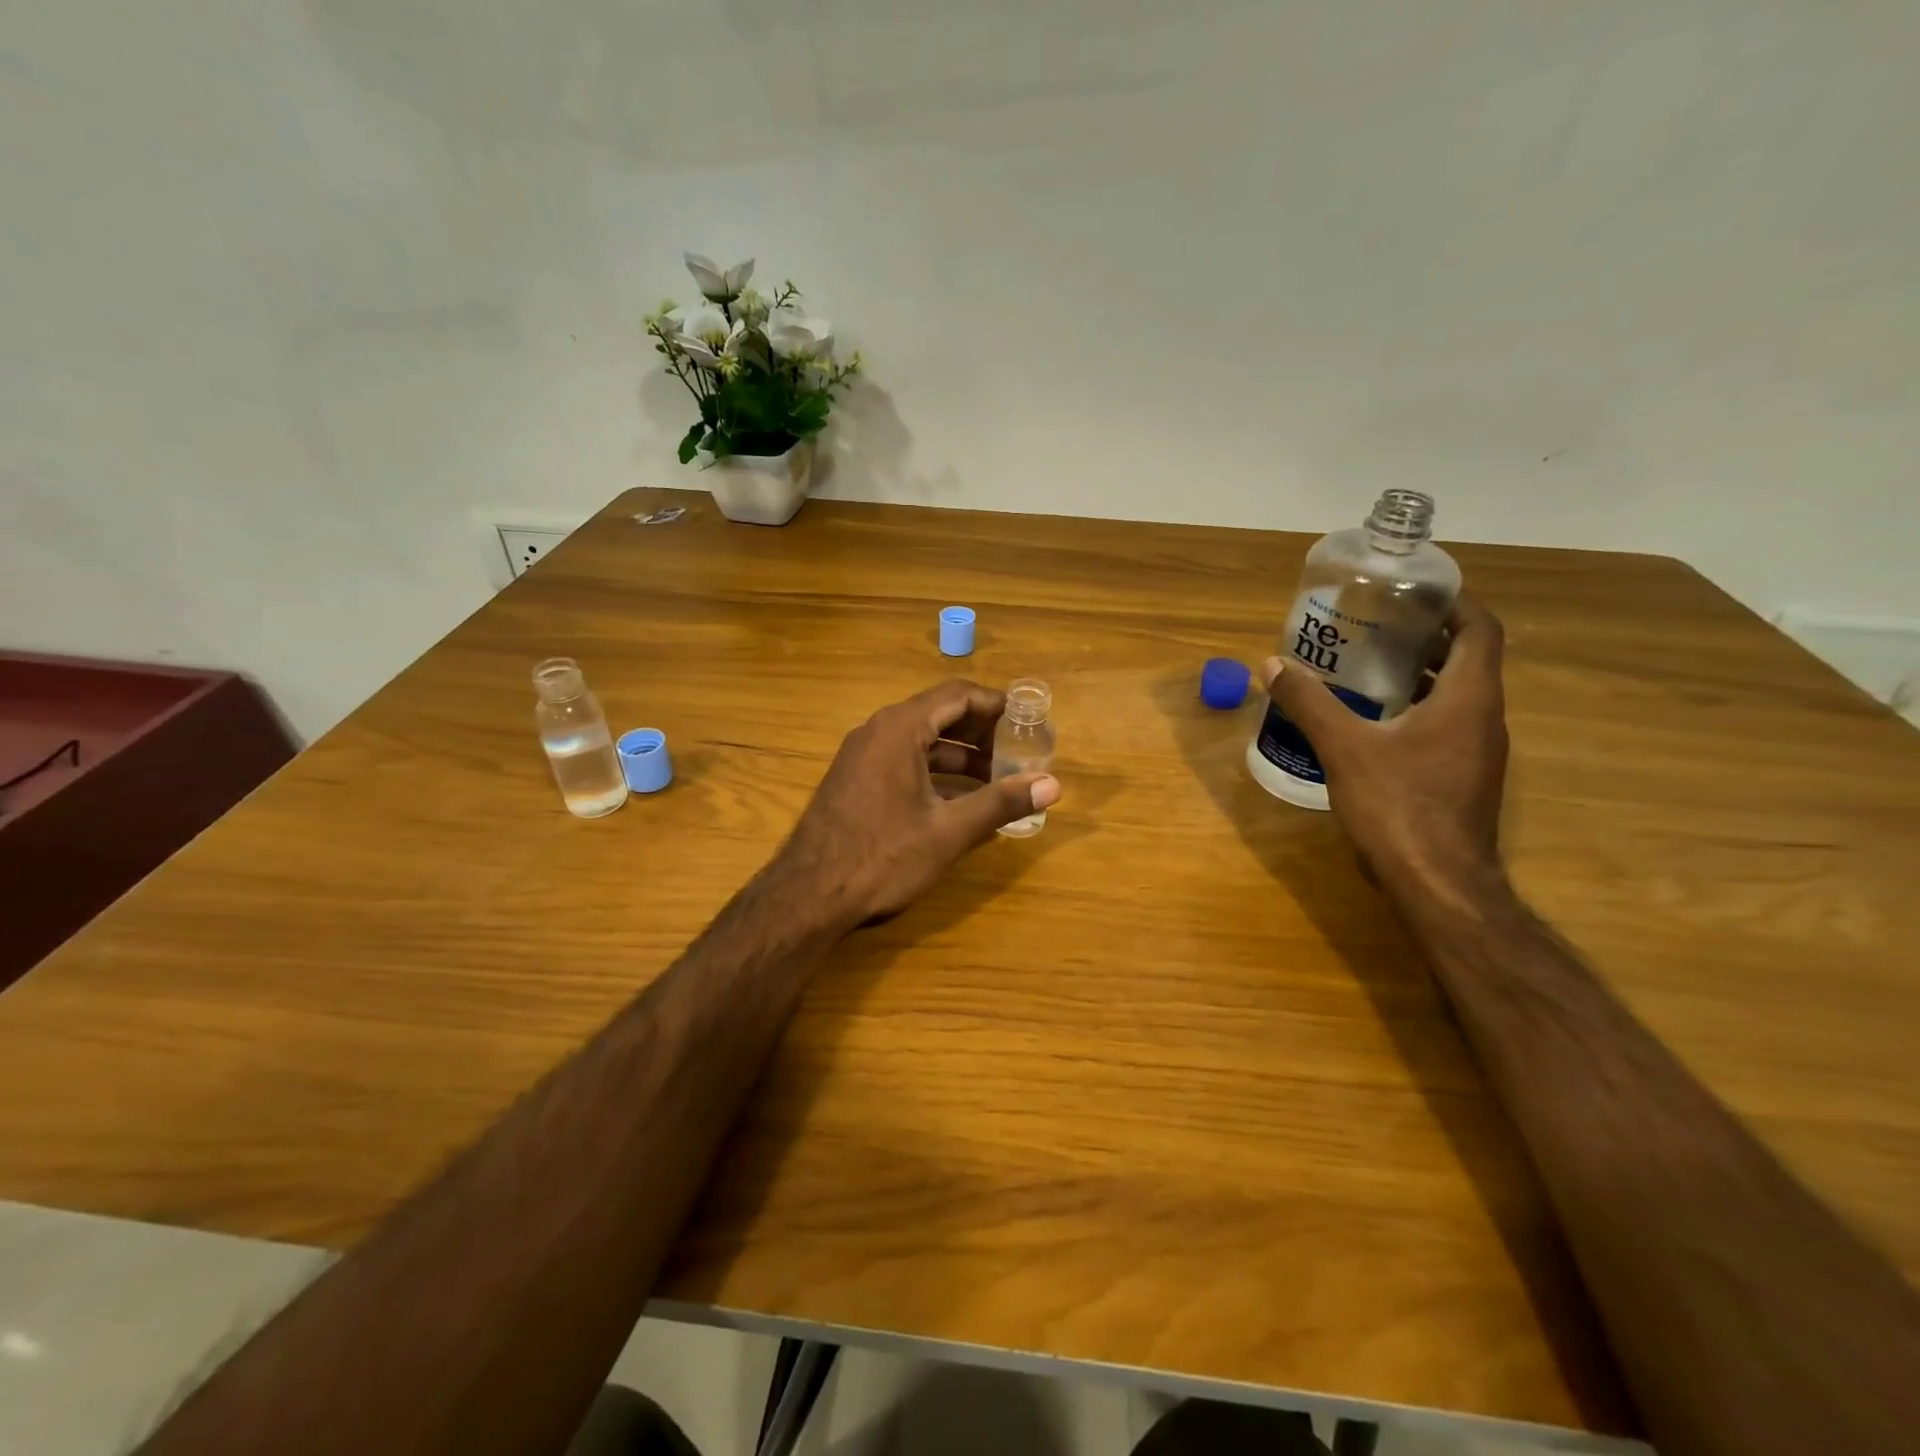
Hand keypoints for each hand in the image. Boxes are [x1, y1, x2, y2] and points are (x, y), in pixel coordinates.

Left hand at [778, 679, 1061, 925]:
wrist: (808, 895)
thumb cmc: (883, 856)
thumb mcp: (949, 831)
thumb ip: (1000, 803)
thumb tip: (1053, 784)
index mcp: (900, 728)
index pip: (957, 695)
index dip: (996, 705)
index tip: (1027, 721)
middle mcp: (877, 730)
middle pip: (938, 713)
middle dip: (981, 730)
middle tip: (1017, 750)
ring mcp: (860, 755)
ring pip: (920, 739)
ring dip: (958, 754)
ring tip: (996, 777)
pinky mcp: (853, 779)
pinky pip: (902, 759)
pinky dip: (934, 769)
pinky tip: (957, 797)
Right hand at [1261, 593, 1509, 913]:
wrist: (1437, 884)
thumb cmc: (1398, 805)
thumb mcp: (1344, 748)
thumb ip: (1309, 703)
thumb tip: (1272, 665)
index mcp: (1468, 698)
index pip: (1481, 630)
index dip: (1455, 603)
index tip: (1416, 591)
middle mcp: (1484, 718)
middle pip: (1469, 659)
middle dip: (1428, 637)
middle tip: (1377, 624)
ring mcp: (1478, 752)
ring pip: (1457, 695)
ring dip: (1421, 674)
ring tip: (1369, 666)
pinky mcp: (1463, 778)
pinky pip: (1446, 725)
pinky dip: (1418, 709)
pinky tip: (1374, 721)